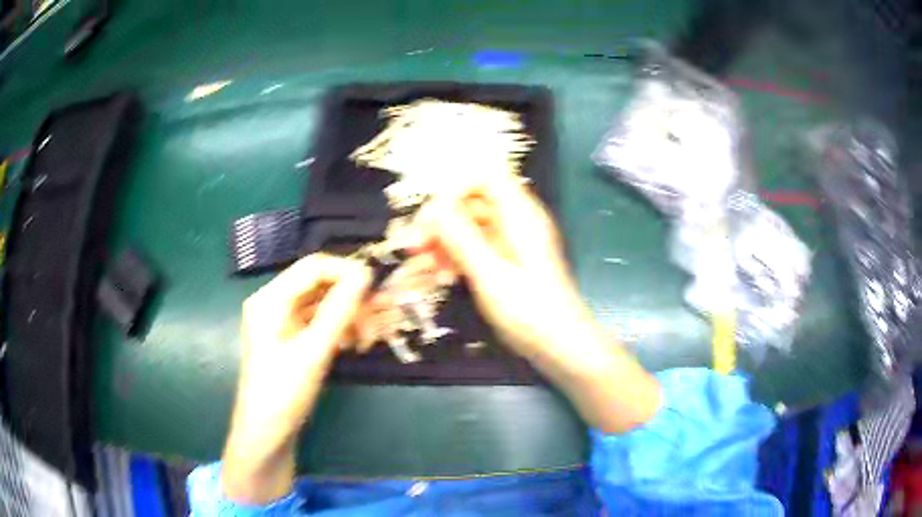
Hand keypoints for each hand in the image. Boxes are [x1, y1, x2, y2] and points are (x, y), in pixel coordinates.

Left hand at [223, 254, 371, 503]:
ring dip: (349, 316)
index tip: (377, 287)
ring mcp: (282, 322)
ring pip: (323, 304)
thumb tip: (365, 274)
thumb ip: (339, 311)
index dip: (346, 271)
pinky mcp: (291, 339)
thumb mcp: (313, 352)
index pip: (313, 267)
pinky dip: (339, 329)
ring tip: (369, 339)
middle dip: (351, 298)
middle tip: (379, 318)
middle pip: (319, 284)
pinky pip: (320, 322)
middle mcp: (274, 303)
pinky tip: (354, 345)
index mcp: (270, 299)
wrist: (266, 435)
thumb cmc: (283, 393)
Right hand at [420, 177, 588, 355]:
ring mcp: (513, 242)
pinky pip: (478, 246)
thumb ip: (460, 237)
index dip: (455, 187)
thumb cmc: (530, 311)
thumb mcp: (490, 274)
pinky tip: (444, 276)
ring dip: (445, 239)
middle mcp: (517, 221)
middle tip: (415, 245)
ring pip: (471, 225)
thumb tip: (433, 207)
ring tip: (423, 264)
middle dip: (442, 218)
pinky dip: (458, 256)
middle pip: (474, 200)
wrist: (561, 345)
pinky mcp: (509, 261)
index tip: (431, 215)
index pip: (486, 175)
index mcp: (520, 214)